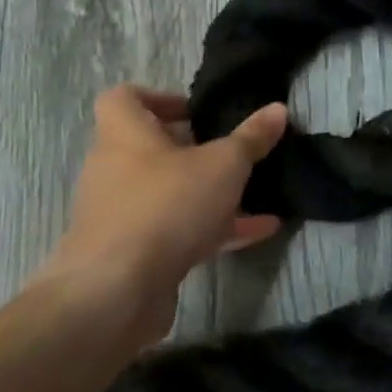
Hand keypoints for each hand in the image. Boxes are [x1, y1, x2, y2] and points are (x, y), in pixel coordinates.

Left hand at [30, 85, 286, 345]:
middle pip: (150, 148)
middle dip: (193, 149)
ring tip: (255, 191)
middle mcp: (114, 170)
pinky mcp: (132, 255)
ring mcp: (121, 215)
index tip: (196, 111)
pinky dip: (213, 229)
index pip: (123, 98)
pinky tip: (259, 231)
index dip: (158, 97)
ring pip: (167, 193)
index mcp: (124, 135)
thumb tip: (278, 109)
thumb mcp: (223, 164)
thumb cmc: (166, 205)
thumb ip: (251, 138)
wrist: (115, 293)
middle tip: (231, 151)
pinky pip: (175, 231)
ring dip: (208, 192)